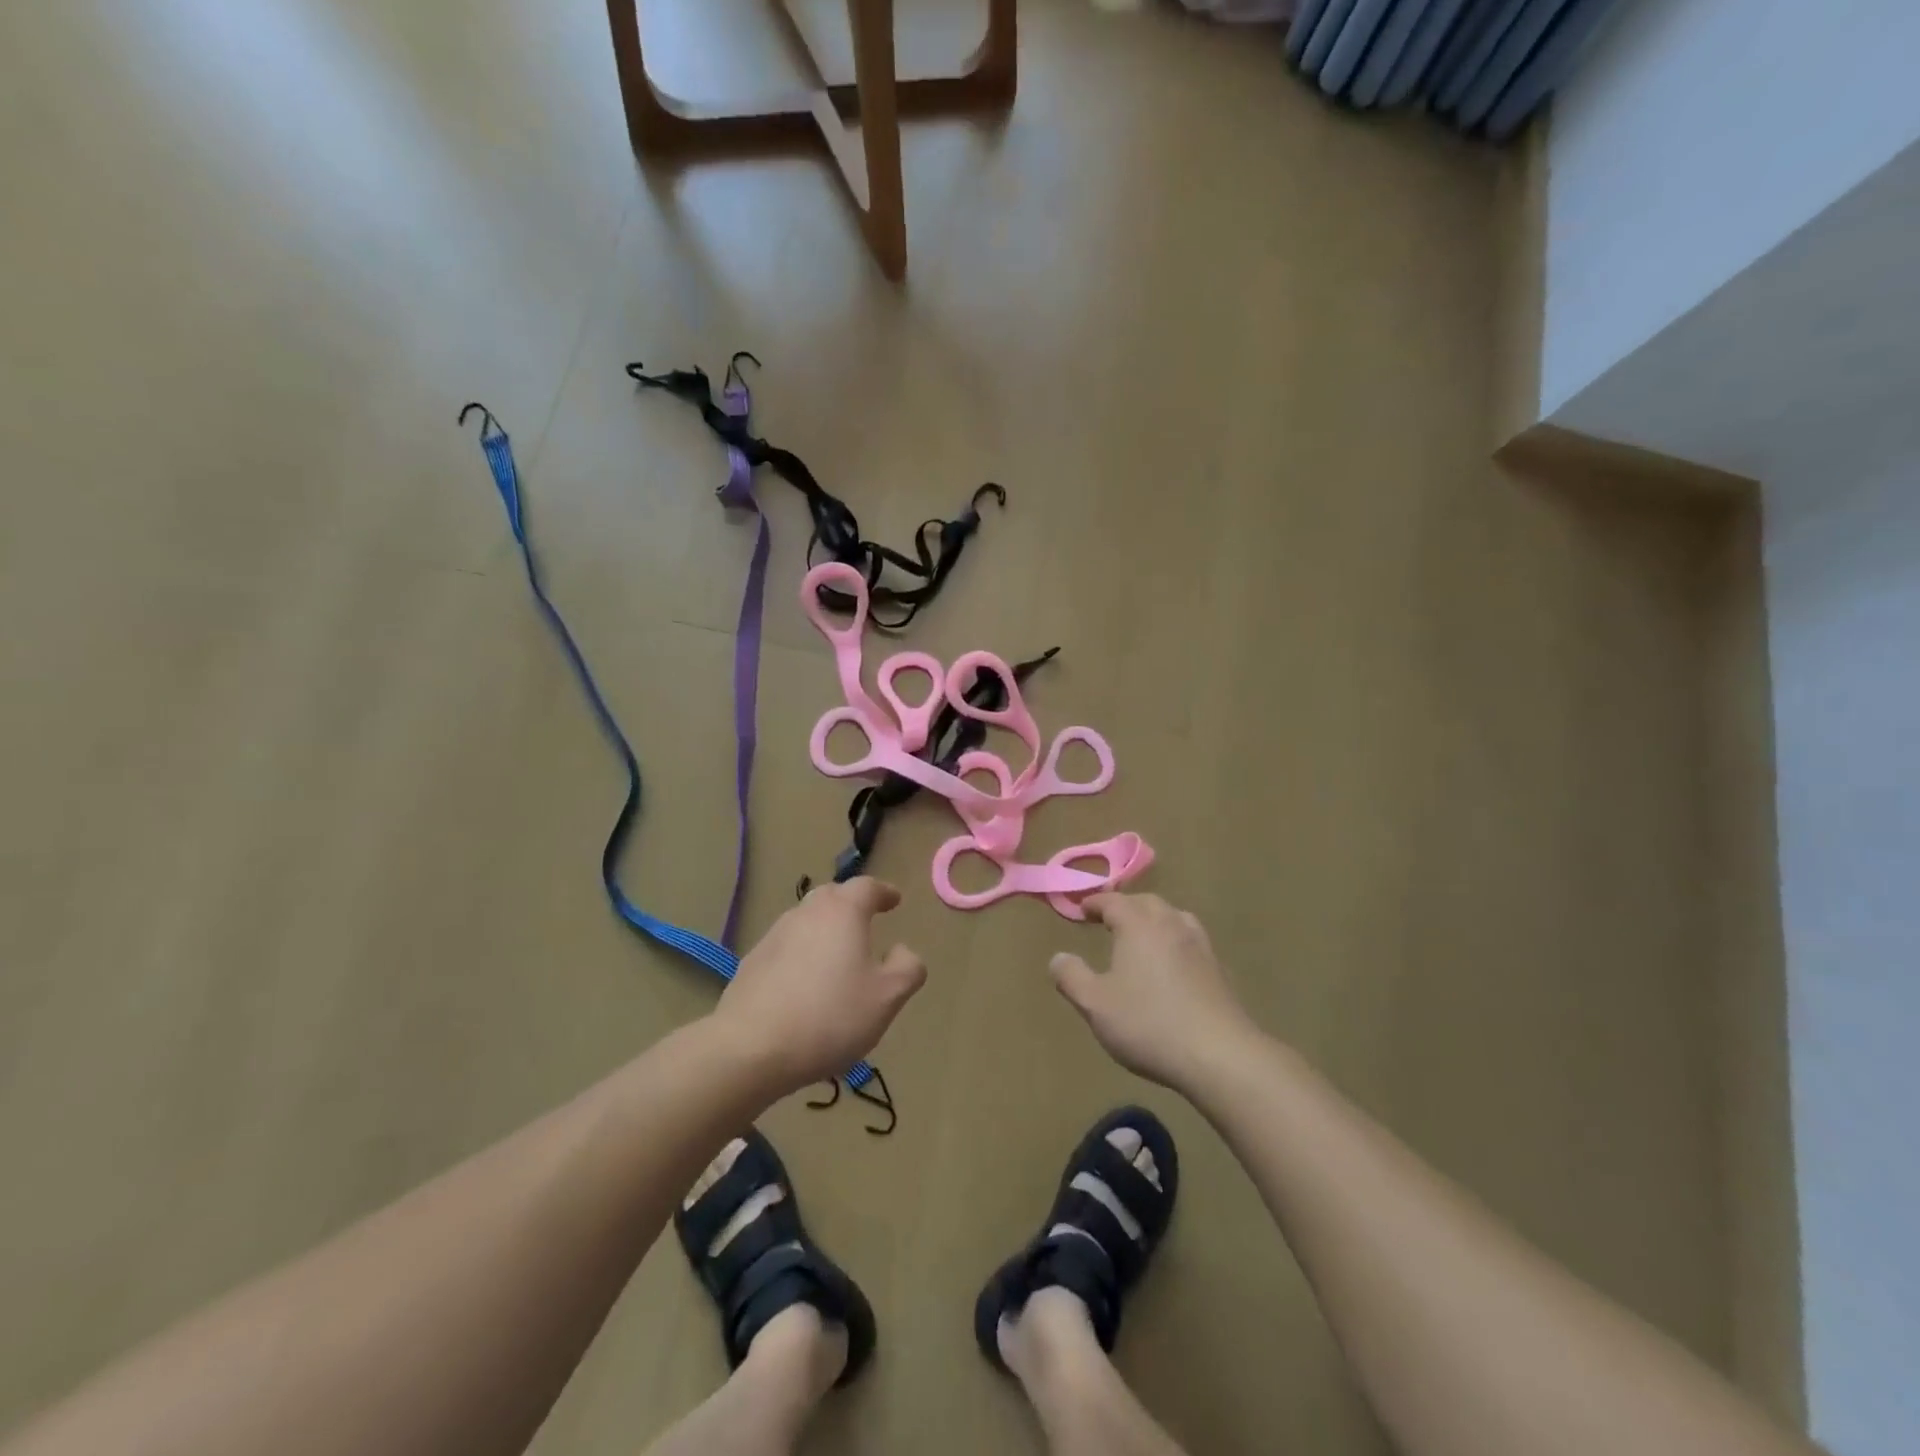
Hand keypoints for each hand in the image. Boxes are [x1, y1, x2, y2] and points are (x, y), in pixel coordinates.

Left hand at [716, 878, 927, 1095]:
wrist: (750, 1047)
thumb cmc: (830, 1016)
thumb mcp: (887, 997)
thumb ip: (907, 968)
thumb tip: (902, 950)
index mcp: (842, 912)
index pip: (867, 887)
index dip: (884, 892)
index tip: (895, 900)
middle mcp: (806, 913)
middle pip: (832, 896)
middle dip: (851, 904)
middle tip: (866, 921)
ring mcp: (774, 935)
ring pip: (806, 921)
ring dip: (824, 930)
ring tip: (837, 956)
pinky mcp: (752, 962)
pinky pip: (787, 947)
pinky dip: (802, 954)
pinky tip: (805, 984)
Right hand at [1050, 893, 1258, 1092]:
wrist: (1220, 1055)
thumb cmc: (1148, 1023)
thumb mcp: (1095, 1004)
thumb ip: (1071, 977)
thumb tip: (1058, 957)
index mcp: (1138, 925)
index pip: (1113, 902)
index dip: (1094, 903)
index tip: (1081, 910)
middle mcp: (1170, 925)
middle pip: (1146, 903)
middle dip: (1126, 907)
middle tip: (1109, 920)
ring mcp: (1199, 946)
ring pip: (1174, 917)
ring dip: (1154, 920)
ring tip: (1142, 936)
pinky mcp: (1218, 970)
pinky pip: (1191, 941)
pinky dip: (1175, 942)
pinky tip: (1172, 964)